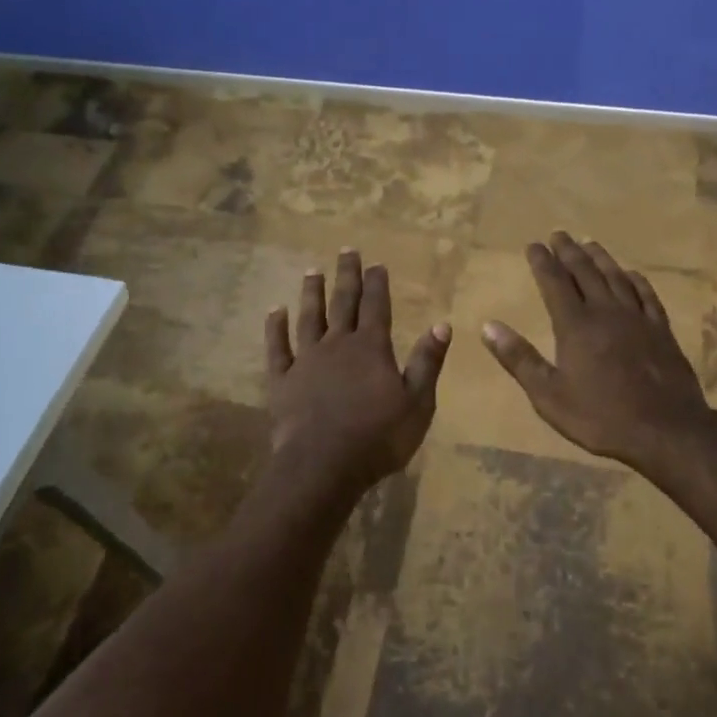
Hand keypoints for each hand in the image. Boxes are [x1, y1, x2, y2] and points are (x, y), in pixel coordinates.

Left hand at [265, 248, 451, 495]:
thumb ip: (427, 362)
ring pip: (309, 318)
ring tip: (313, 271)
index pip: (376, 306)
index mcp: (371, 348)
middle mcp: (337, 345)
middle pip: (343, 302)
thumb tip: (442, 324)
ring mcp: (306, 360)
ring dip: (312, 293)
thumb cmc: (378, 438)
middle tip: (346, 250)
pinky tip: (275, 311)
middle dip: (347, 276)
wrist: (323, 466)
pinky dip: (275, 328)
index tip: (376, 263)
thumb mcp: (417, 403)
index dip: (377, 284)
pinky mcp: (282, 380)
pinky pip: (277, 347)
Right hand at [481, 233, 716, 468]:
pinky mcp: (661, 330)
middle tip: (559, 234)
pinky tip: (632, 274)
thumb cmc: (601, 417)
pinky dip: (636, 280)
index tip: (533, 244)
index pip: (554, 283)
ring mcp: (637, 318)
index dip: (542, 261)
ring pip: (616, 277)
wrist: (666, 431)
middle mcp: (605, 312)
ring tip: (589, 243)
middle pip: (584, 272)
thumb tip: (487, 326)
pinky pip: (647, 295)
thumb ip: (519, 359)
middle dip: (568, 251)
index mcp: (575, 325)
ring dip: (600, 258)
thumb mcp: (548, 395)